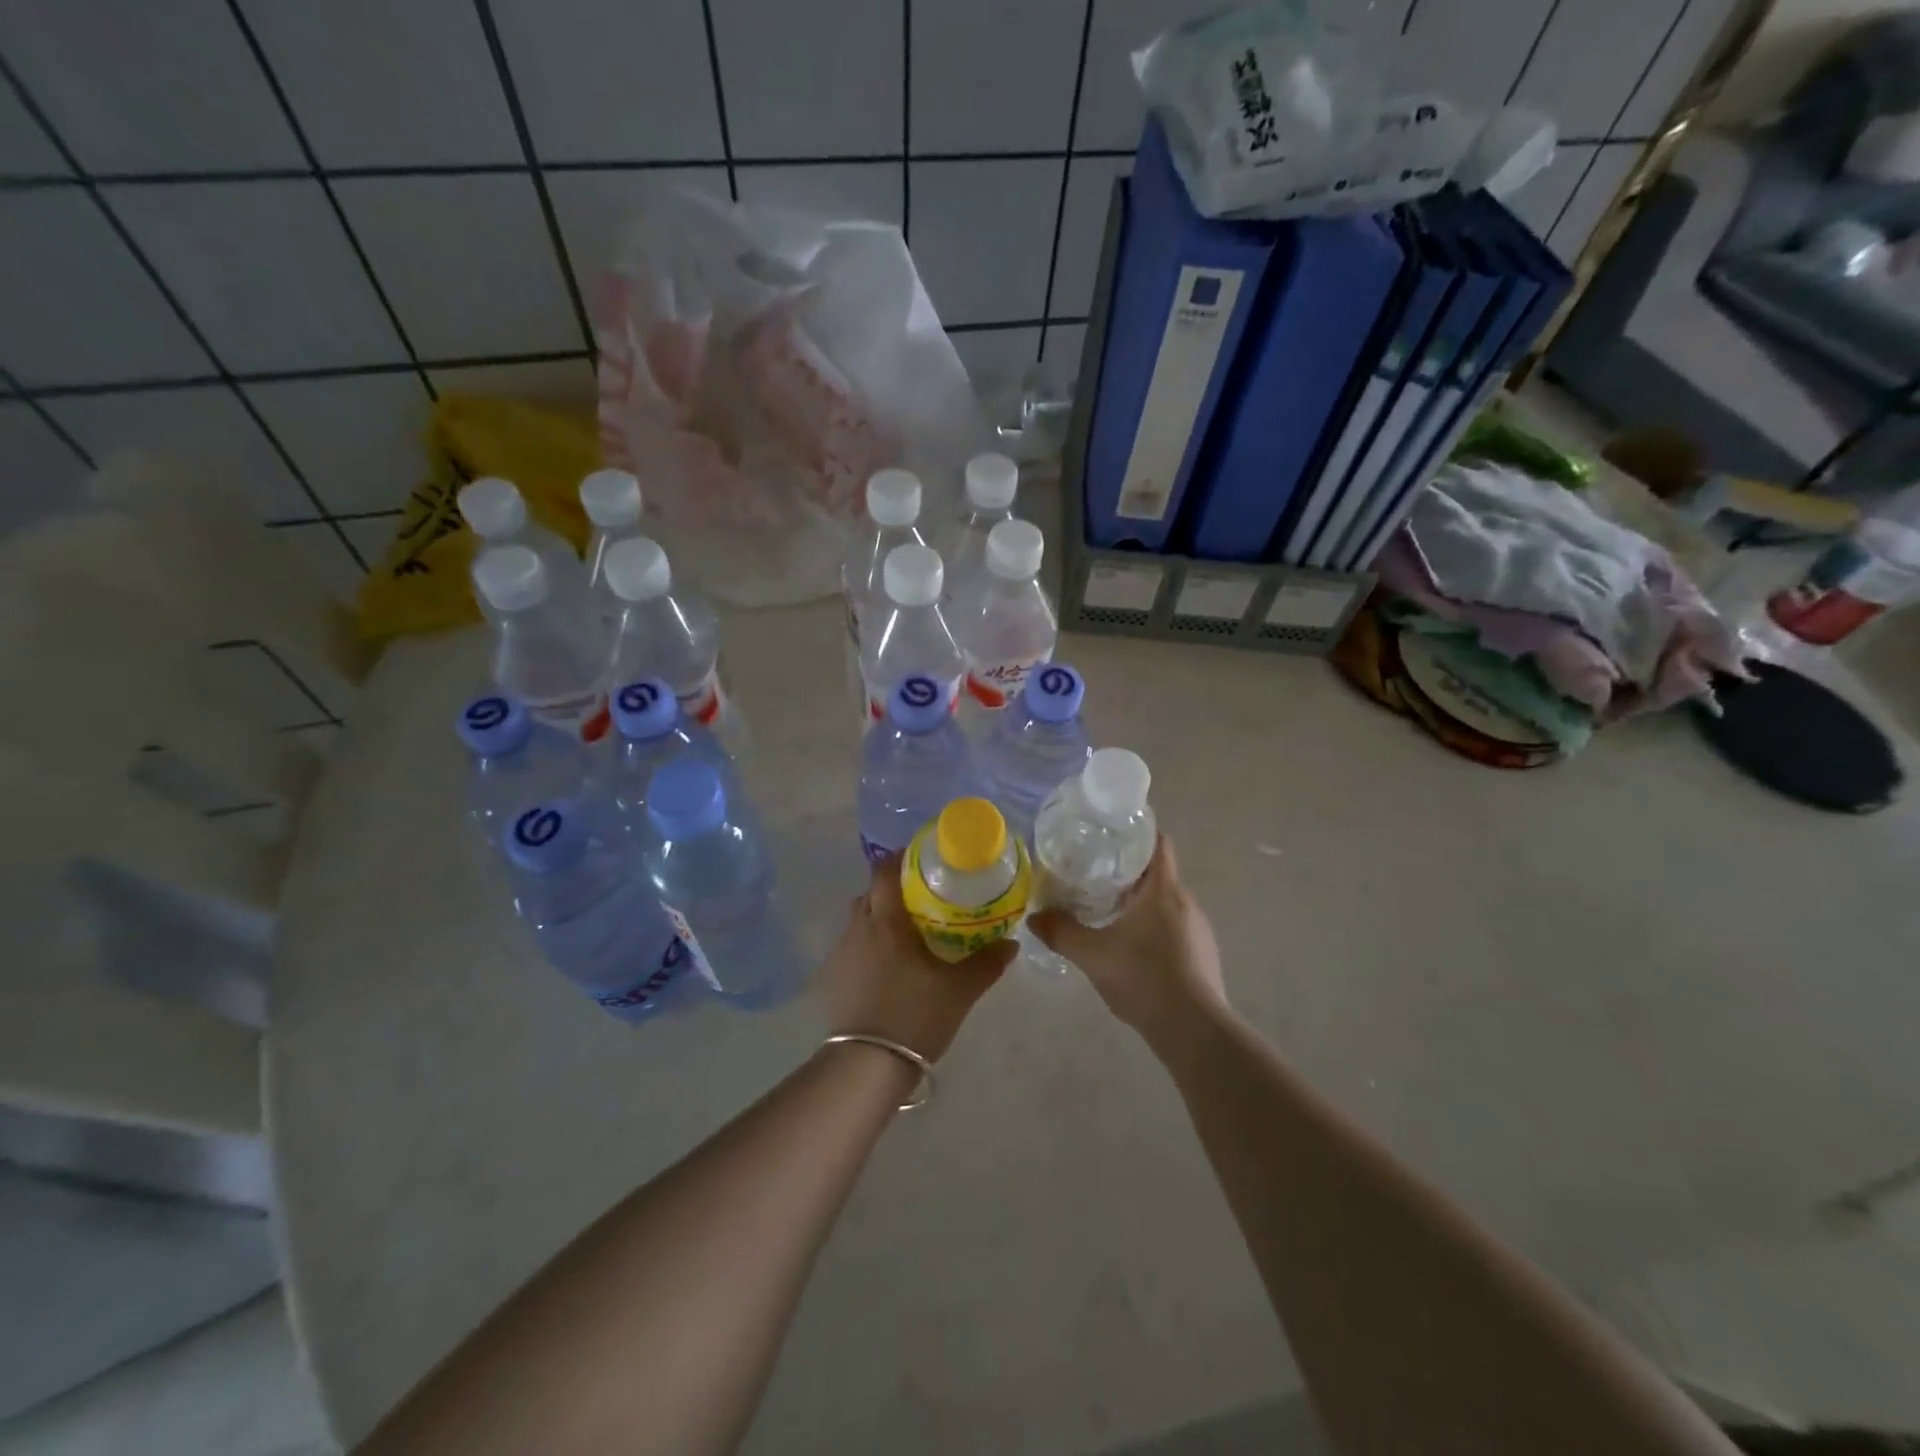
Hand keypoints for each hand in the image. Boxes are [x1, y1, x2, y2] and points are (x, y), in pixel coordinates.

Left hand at [820, 853, 1015, 1061]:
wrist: (867, 1064)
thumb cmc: (915, 1015)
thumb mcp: (960, 990)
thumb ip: (987, 963)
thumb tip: (1011, 943)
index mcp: (886, 922)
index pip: (884, 871)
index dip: (899, 859)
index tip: (921, 859)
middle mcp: (858, 929)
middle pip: (870, 893)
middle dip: (892, 889)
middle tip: (921, 897)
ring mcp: (841, 954)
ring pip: (859, 921)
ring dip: (878, 918)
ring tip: (905, 933)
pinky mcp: (833, 978)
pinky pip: (852, 947)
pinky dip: (868, 946)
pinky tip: (887, 966)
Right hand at [1029, 835, 1226, 1043]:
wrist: (1194, 1030)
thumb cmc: (1143, 978)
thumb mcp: (1092, 955)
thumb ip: (1061, 933)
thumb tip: (1033, 918)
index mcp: (1164, 889)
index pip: (1158, 842)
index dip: (1137, 833)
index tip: (1110, 836)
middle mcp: (1187, 902)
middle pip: (1158, 873)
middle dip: (1129, 872)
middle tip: (1094, 876)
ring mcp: (1199, 930)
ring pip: (1166, 902)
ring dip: (1141, 903)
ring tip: (1108, 911)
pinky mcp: (1203, 955)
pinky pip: (1175, 928)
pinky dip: (1153, 928)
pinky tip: (1133, 949)